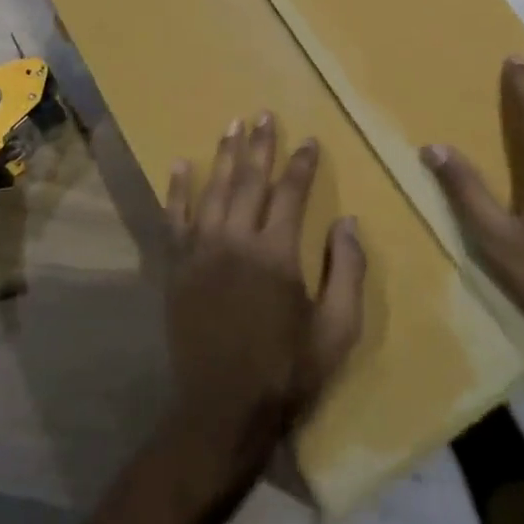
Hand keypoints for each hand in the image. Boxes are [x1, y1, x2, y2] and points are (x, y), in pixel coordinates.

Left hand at [164, 113, 365, 464]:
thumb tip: (348, 222)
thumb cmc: (287, 371)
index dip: (302, 164)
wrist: (223, 409)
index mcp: (276, 254)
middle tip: (263, 114)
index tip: (309, 140)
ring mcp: (200, 251)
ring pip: (213, 190)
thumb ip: (348, 272)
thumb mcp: (337, 331)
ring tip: (232, 125)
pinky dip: (177, 190)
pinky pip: (174, 218)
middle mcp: (236, 241)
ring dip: (223, 155)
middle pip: (249, 180)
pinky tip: (179, 165)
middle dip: (260, 145)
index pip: (291, 193)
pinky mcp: (177, 267)